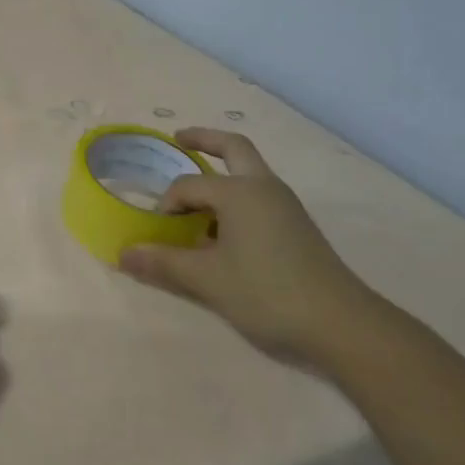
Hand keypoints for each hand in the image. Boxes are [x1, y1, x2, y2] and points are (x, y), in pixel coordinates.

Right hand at [119, 129, 380, 364]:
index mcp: (239, 192)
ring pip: (249, 174)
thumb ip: (163, 263)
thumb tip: (123, 254)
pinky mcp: (298, 227)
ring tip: (196, 199)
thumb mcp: (207, 279)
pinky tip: (225, 230)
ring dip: (222, 174)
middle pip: (233, 148)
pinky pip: (259, 197)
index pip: (187, 186)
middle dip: (205, 140)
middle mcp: (264, 188)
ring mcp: (286, 206)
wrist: (342, 325)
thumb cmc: (267, 292)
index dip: (166, 206)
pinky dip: (237, 198)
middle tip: (179, 139)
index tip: (158, 233)